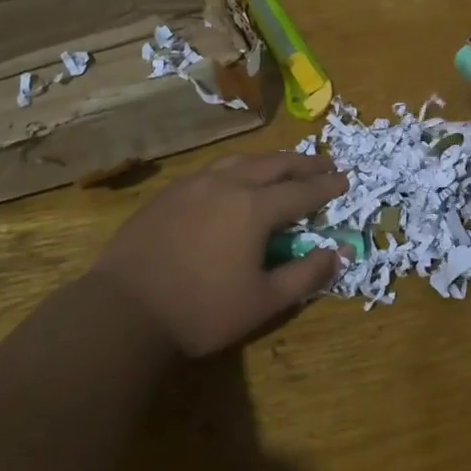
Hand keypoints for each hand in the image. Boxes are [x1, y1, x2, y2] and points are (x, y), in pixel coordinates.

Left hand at [90, 152, 348, 357]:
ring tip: (283, 166)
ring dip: (269, 161)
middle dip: (303, 163)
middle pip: (273, 164)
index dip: (326, 186)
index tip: (346, 180)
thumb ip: (305, 275)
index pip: (301, 191)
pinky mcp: (168, 193)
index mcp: (254, 207)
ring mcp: (193, 184)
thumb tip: (337, 254)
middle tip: (325, 164)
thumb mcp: (264, 301)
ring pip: (240, 161)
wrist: (125, 310)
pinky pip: (212, 170)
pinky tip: (234, 181)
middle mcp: (227, 184)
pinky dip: (237, 169)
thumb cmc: (202, 310)